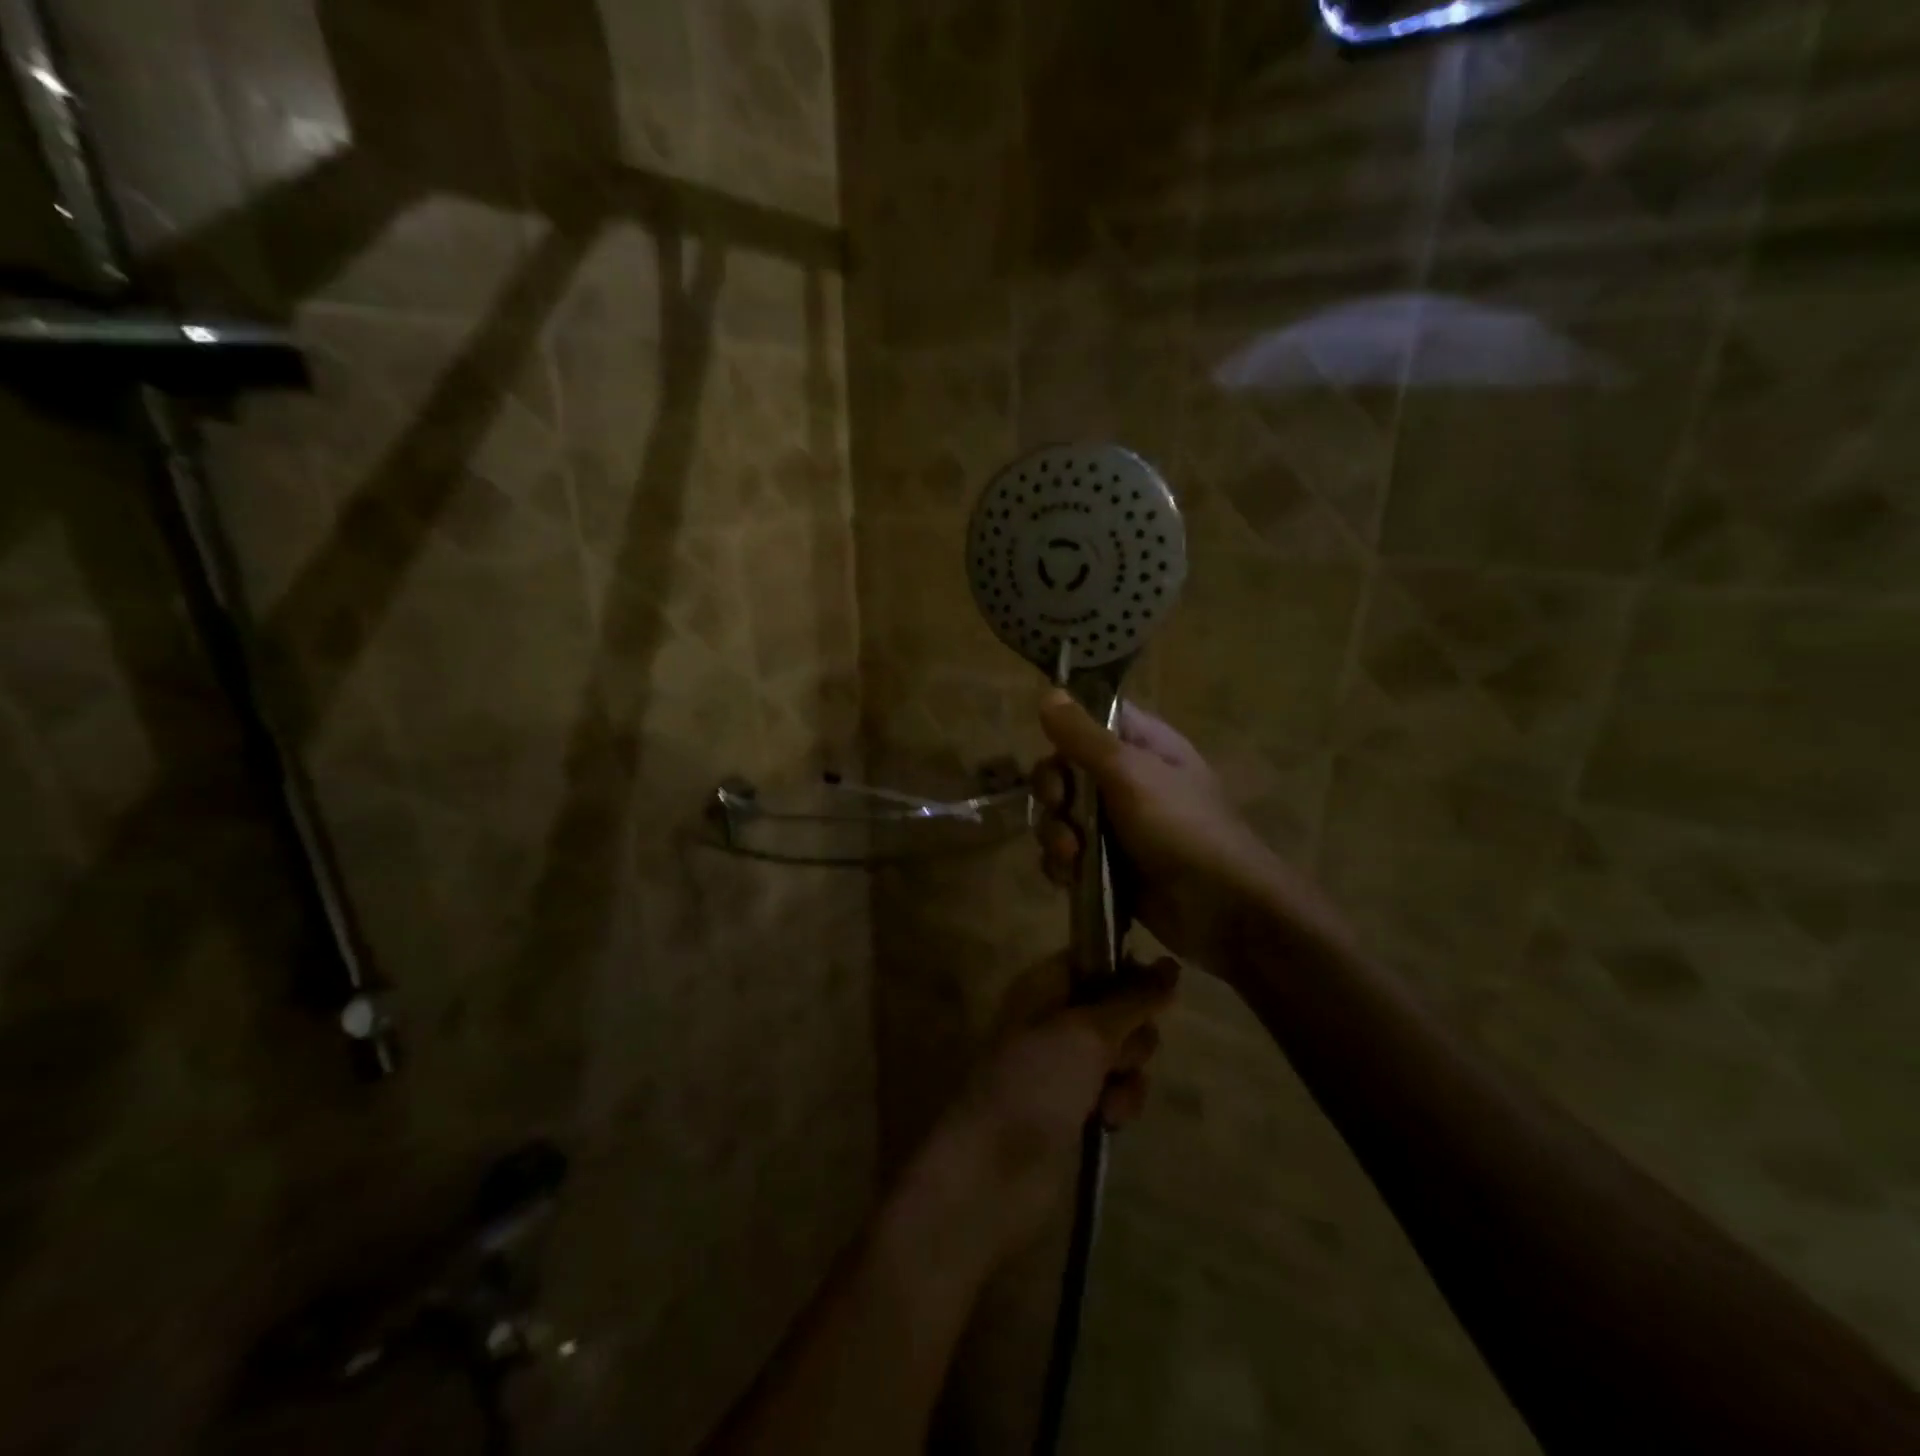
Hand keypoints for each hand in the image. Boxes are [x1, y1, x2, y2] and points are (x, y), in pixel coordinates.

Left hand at [920, 951, 1178, 1262]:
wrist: (995, 1172)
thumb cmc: (1036, 1083)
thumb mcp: (1087, 1032)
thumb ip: (1132, 999)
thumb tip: (1169, 964)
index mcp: (1043, 987)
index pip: (1094, 959)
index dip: (1128, 970)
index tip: (1160, 984)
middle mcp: (1055, 1020)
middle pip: (1120, 1008)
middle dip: (1132, 1033)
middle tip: (1118, 1055)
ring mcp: (1066, 1066)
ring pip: (1126, 1053)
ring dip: (1129, 1075)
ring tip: (1108, 1099)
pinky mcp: (1078, 1108)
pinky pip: (1119, 1091)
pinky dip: (1120, 1104)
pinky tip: (1107, 1123)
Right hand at [1031, 694, 1352, 972]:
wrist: (1221, 910)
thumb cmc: (1182, 828)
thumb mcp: (1130, 774)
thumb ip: (1084, 736)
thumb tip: (1050, 692)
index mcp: (1141, 744)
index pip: (1089, 720)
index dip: (1065, 733)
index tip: (1057, 752)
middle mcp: (1125, 778)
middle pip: (1063, 770)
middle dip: (1053, 793)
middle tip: (1061, 808)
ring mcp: (1115, 824)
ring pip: (1059, 815)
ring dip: (1054, 834)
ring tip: (1072, 857)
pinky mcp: (1106, 864)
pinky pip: (1065, 854)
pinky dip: (1062, 865)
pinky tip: (1071, 878)